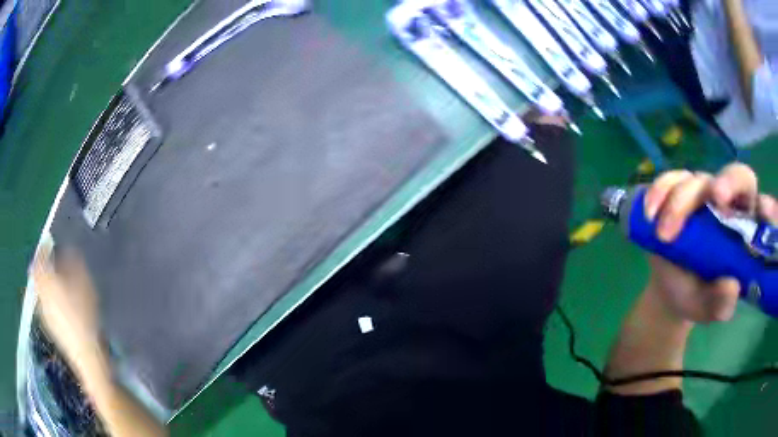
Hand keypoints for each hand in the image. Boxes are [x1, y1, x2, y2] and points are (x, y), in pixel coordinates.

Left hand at [31, 248, 104, 373]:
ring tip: (58, 284)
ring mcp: (44, 312)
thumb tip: (68, 251)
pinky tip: (61, 306)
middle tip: (52, 265)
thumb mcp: (84, 285)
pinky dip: (50, 300)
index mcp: (46, 279)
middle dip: (43, 269)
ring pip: (41, 292)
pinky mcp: (50, 327)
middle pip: (37, 276)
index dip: (42, 251)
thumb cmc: (83, 315)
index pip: (38, 259)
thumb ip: (74, 265)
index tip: (48, 246)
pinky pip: (46, 306)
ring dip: (46, 285)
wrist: (85, 354)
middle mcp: (41, 293)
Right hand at [642, 163, 777, 322]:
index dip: (762, 205)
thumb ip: (721, 304)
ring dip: (680, 202)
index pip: (761, 206)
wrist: (670, 290)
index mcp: (745, 229)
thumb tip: (730, 286)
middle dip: (727, 182)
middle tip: (715, 197)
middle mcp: (729, 204)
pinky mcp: (679, 190)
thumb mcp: (709, 309)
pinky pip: (671, 179)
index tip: (759, 212)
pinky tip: (650, 214)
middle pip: (736, 176)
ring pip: (698, 180)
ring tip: (662, 235)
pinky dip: (659, 192)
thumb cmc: (697, 297)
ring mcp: (704, 193)